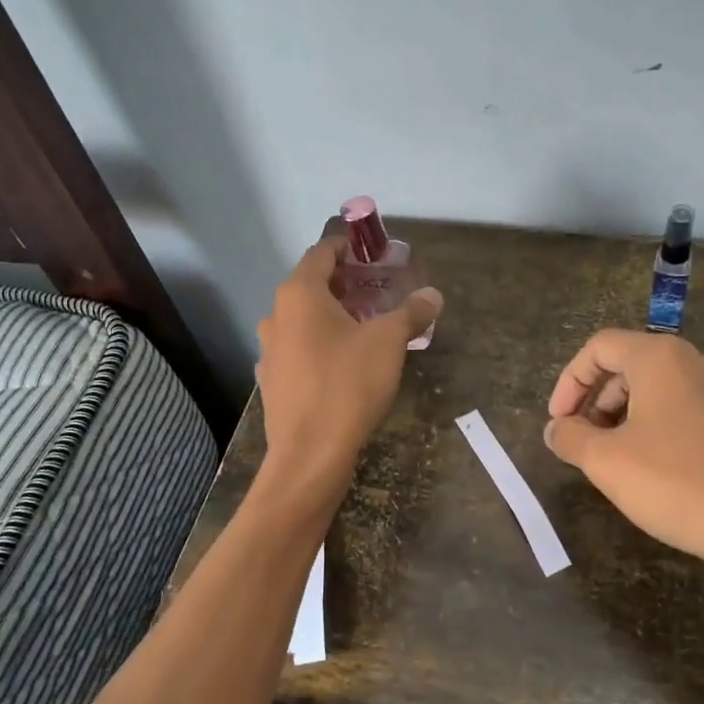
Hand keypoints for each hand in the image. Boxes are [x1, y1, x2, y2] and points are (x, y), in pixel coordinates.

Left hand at [255, 235, 443, 493]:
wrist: (309, 455)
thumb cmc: (347, 386)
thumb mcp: (388, 343)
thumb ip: (411, 313)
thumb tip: (433, 295)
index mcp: (299, 295)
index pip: (322, 253)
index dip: (349, 248)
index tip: (375, 253)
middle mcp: (276, 316)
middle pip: (312, 286)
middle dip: (347, 285)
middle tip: (381, 291)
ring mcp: (270, 351)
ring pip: (305, 321)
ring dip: (334, 317)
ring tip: (368, 327)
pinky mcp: (273, 382)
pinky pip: (300, 350)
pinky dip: (322, 345)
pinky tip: (346, 363)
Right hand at [544, 329, 703, 635]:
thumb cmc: (677, 485)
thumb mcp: (606, 462)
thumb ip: (570, 438)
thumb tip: (556, 429)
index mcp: (664, 359)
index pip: (601, 347)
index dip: (569, 381)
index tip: (559, 421)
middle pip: (635, 366)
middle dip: (600, 401)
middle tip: (587, 442)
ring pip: (670, 391)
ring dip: (635, 417)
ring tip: (625, 460)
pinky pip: (702, 415)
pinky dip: (673, 431)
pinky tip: (673, 473)